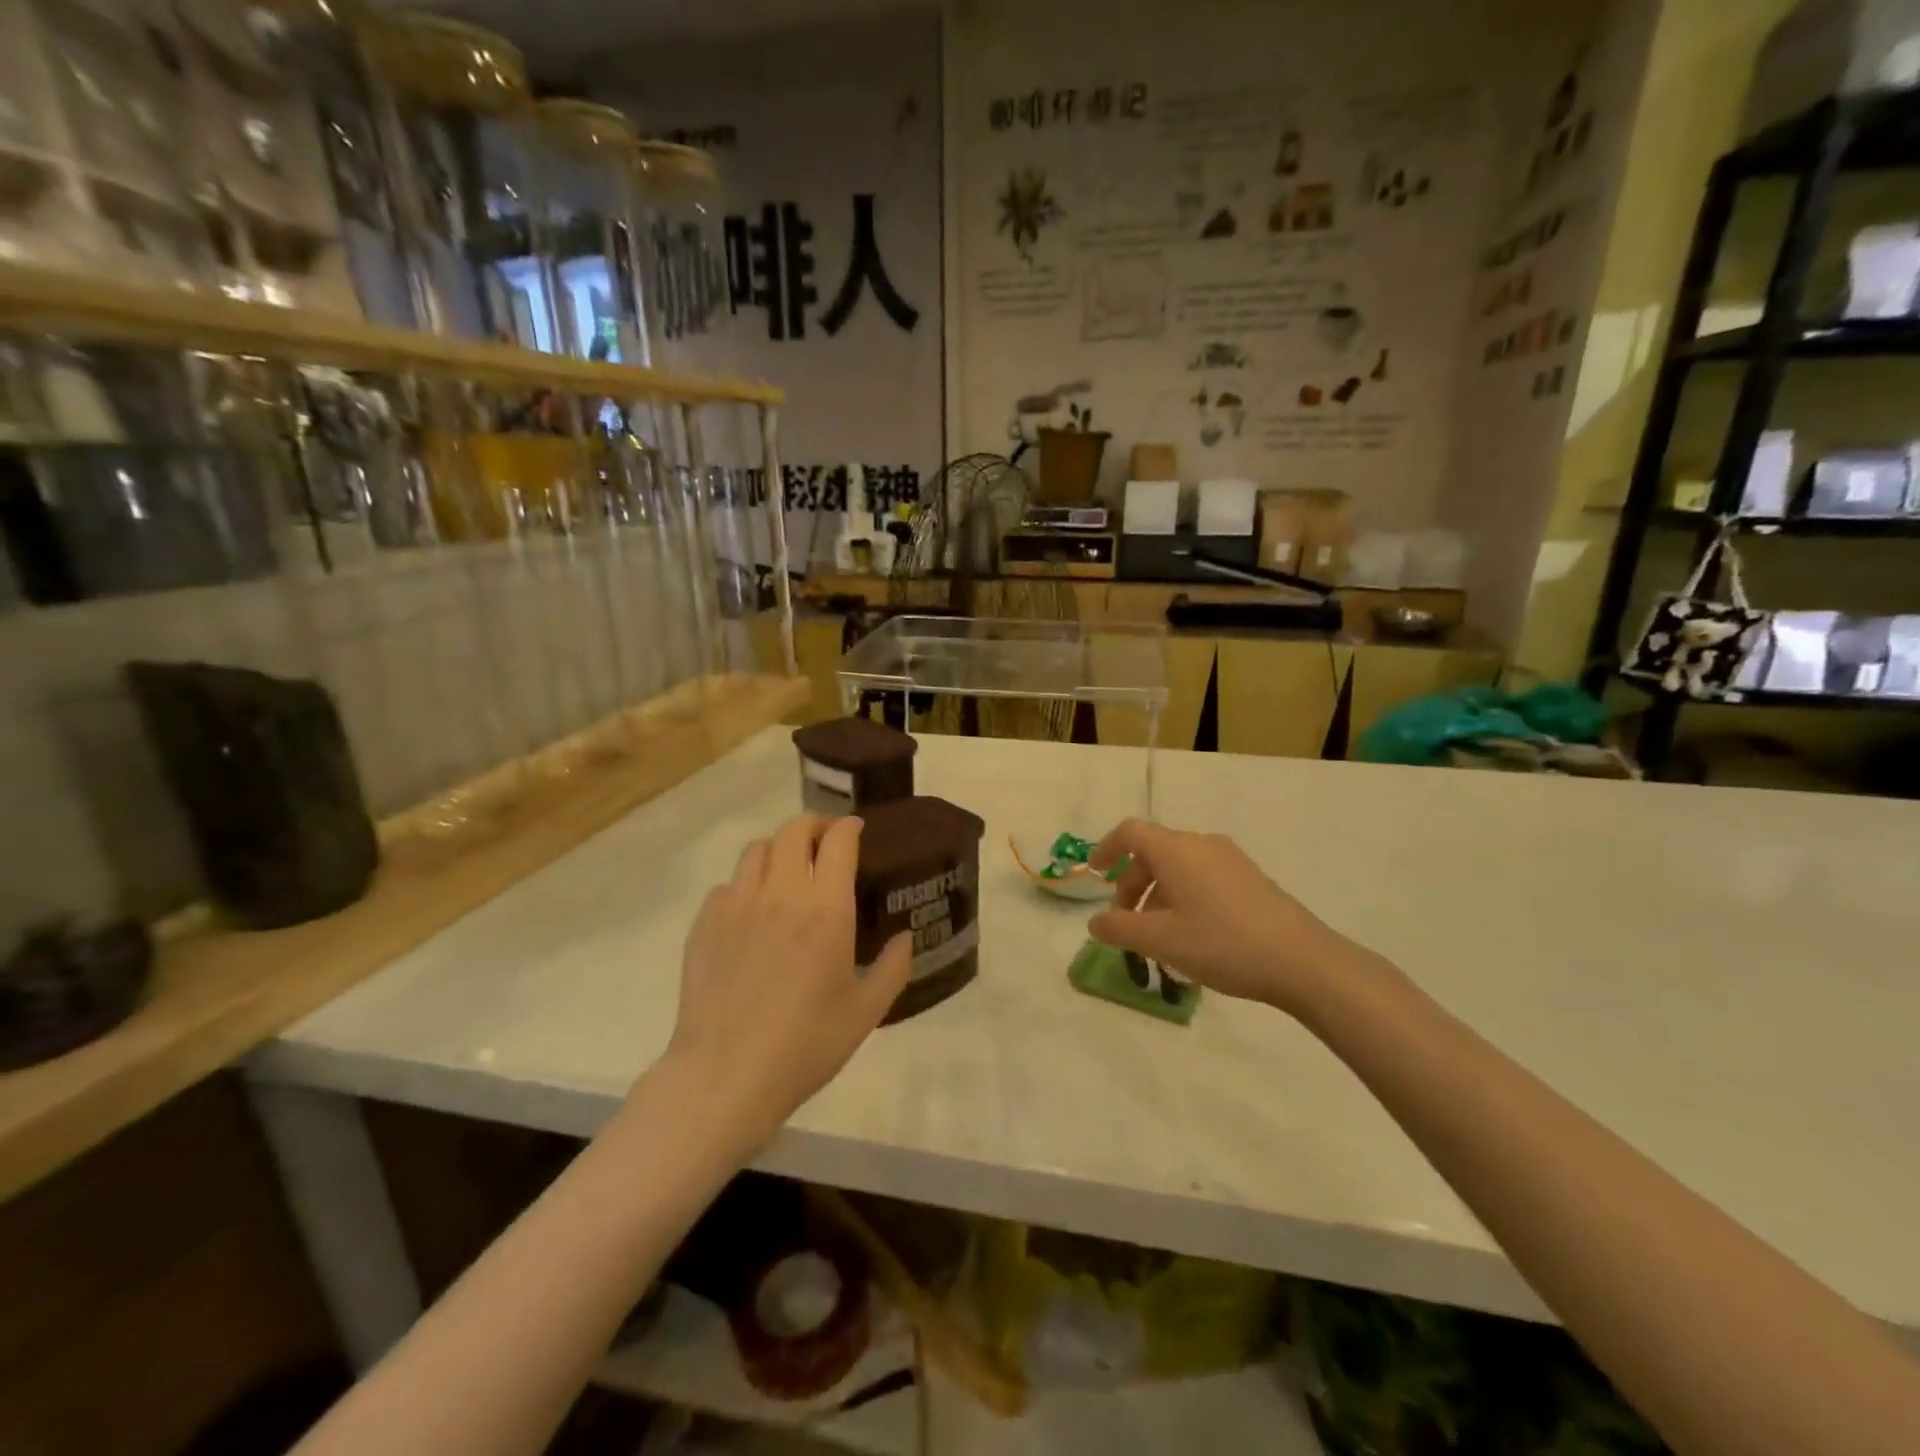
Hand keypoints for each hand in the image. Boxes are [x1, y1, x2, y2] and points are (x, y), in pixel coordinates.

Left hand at [666, 816, 911, 1147]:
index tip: (857, 830)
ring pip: (757, 849)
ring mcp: (737, 904)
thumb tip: (905, 938)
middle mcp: (781, 894)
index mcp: (826, 909)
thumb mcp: (866, 1012)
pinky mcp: (704, 923)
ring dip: (779, 848)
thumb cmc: (805, 1045)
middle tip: (826, 841)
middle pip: (793, 830)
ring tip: (789, 869)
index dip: (849, 827)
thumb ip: (893, 968)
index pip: (837, 840)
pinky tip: (753, 910)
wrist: (726, 1076)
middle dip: (814, 825)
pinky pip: (728, 884)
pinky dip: (747, 883)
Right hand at [1087, 819, 1359, 1014]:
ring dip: (1158, 895)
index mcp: (1176, 850)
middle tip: (1127, 924)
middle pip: (1154, 853)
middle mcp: (1201, 844)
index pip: (1130, 832)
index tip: (1094, 873)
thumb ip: (1120, 928)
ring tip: (1159, 937)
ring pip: (1179, 867)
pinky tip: (1192, 936)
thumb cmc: (1221, 943)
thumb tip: (1095, 922)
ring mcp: (1230, 859)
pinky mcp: (1250, 878)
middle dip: (1132, 885)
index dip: (1107, 848)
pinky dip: (1184, 897)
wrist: (1302, 961)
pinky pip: (1203, 877)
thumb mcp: (1161, 940)